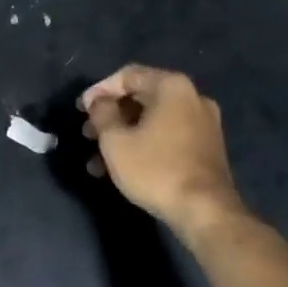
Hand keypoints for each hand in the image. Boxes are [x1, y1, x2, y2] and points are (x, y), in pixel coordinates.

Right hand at [79, 64, 244, 235]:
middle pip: (140, 98)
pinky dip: (143, 144)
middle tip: (87, 134)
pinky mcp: (207, 147)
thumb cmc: (155, 169)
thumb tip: (99, 102)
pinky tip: (122, 168)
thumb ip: (102, 113)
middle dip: (110, 116)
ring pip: (152, 120)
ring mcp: (203, 123)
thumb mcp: (115, 140)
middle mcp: (192, 97)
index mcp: (171, 87)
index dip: (99, 90)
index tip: (81, 110)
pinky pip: (167, 135)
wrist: (205, 211)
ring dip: (123, 135)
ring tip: (98, 159)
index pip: (127, 76)